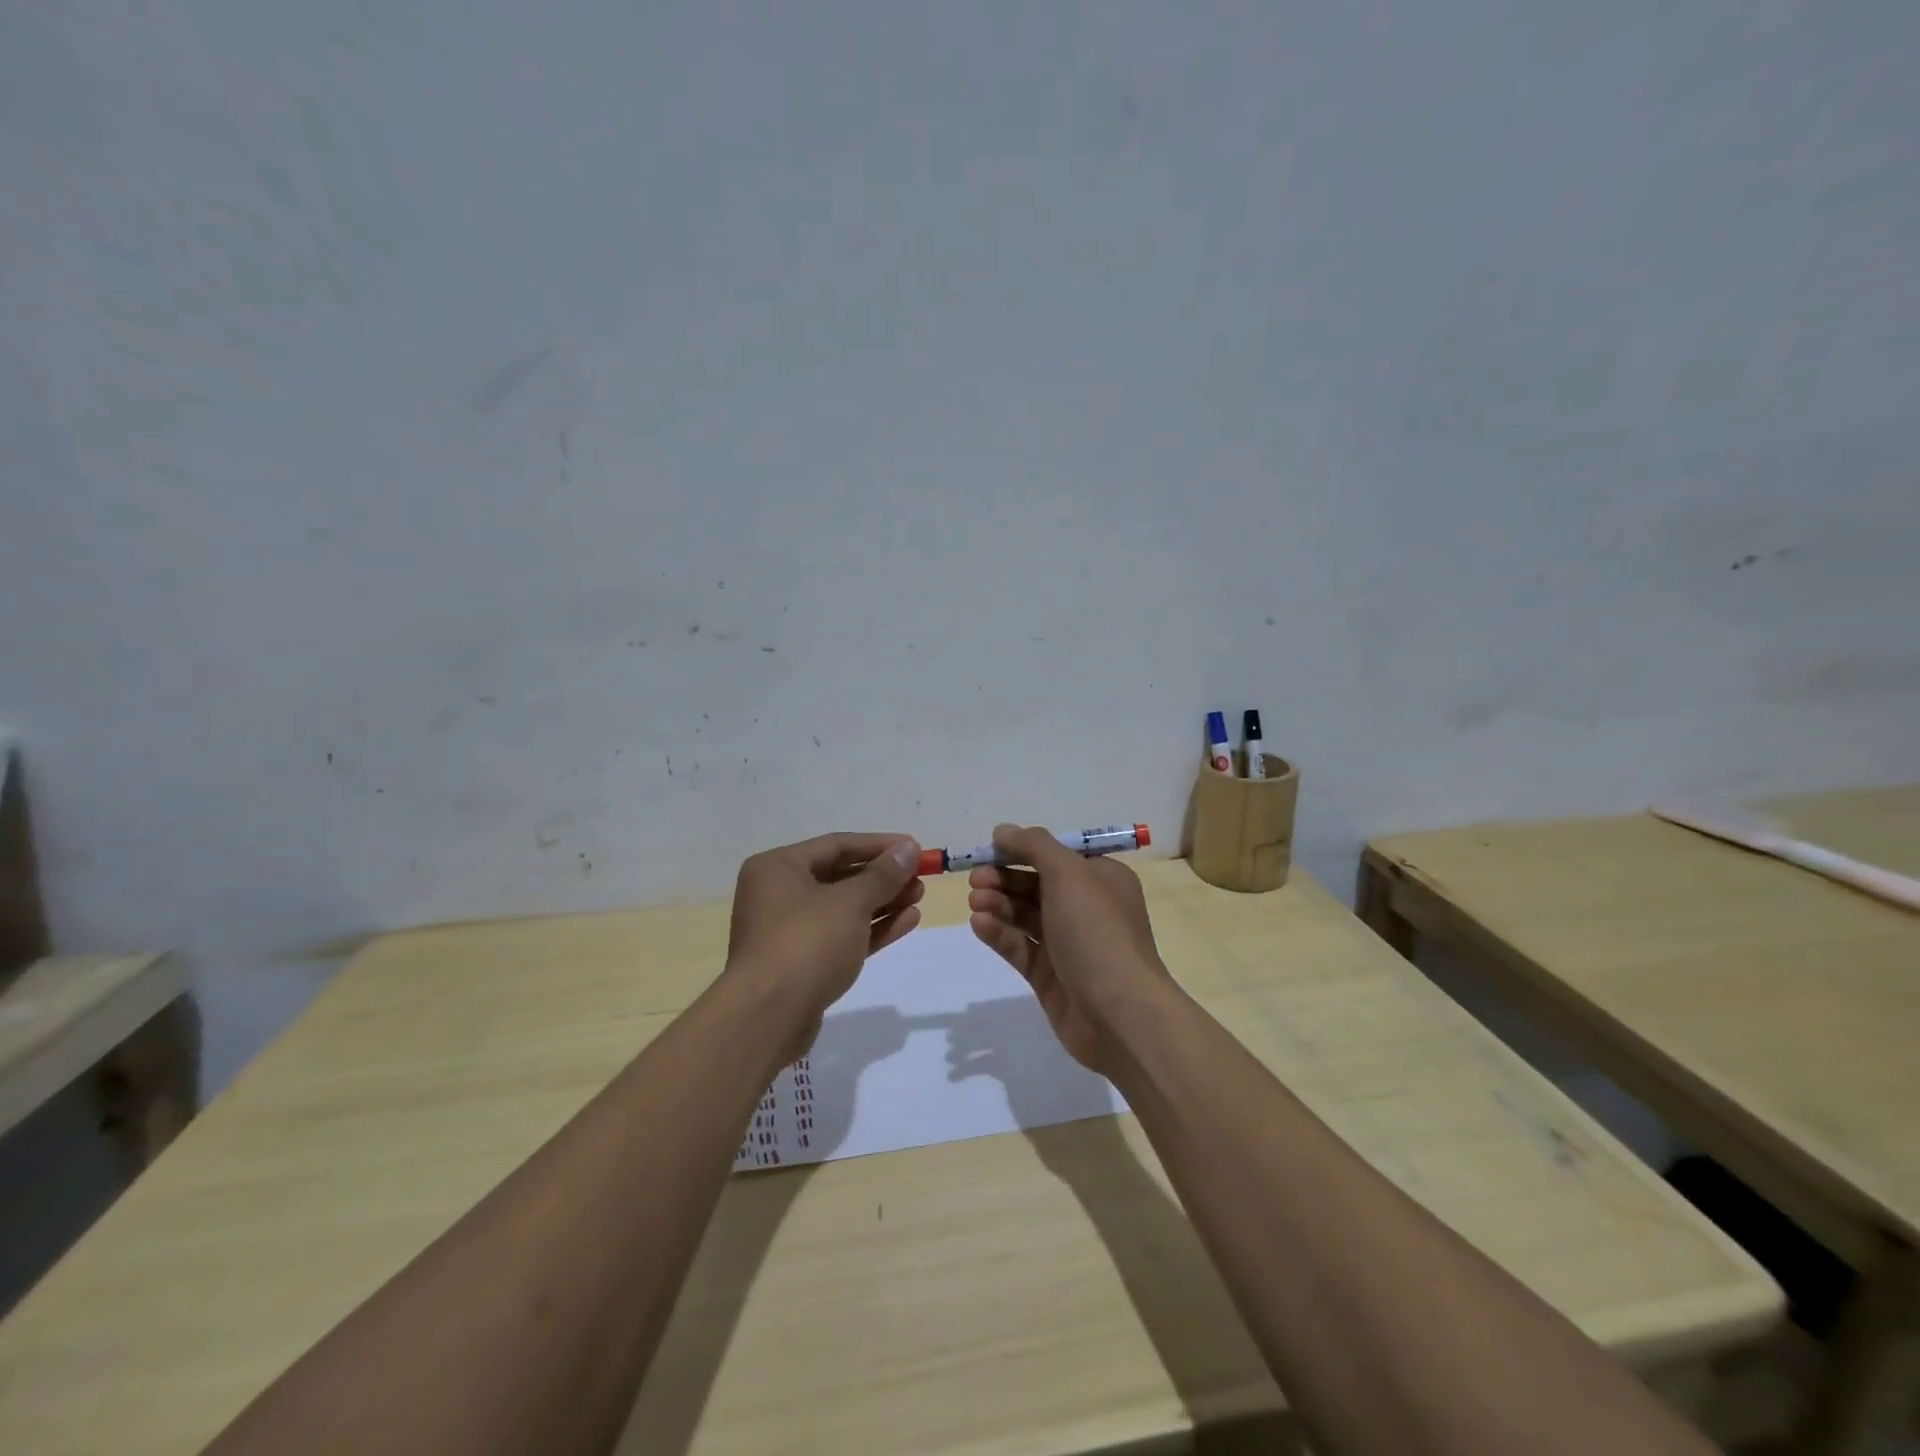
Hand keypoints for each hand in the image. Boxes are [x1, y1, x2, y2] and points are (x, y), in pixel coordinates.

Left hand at [726, 832, 924, 1060]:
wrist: (768, 1017)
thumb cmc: (807, 942)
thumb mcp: (850, 902)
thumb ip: (883, 875)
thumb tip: (909, 848)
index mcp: (778, 868)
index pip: (836, 845)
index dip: (879, 845)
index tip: (914, 848)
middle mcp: (778, 894)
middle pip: (840, 876)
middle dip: (883, 877)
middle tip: (920, 877)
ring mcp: (789, 931)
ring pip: (844, 909)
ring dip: (883, 902)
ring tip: (919, 897)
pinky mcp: (802, 964)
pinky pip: (842, 936)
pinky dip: (872, 928)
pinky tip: (907, 921)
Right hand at [966, 823, 1175, 1075]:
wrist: (1119, 1013)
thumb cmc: (1097, 931)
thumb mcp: (1069, 874)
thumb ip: (1034, 846)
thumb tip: (1003, 831)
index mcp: (1101, 878)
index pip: (1056, 855)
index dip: (1020, 850)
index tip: (988, 850)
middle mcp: (1087, 908)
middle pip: (1036, 884)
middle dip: (1004, 879)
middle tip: (975, 880)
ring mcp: (1068, 945)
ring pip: (1025, 916)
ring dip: (998, 904)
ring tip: (974, 902)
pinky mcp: (1050, 976)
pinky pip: (1020, 947)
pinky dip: (999, 934)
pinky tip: (979, 925)